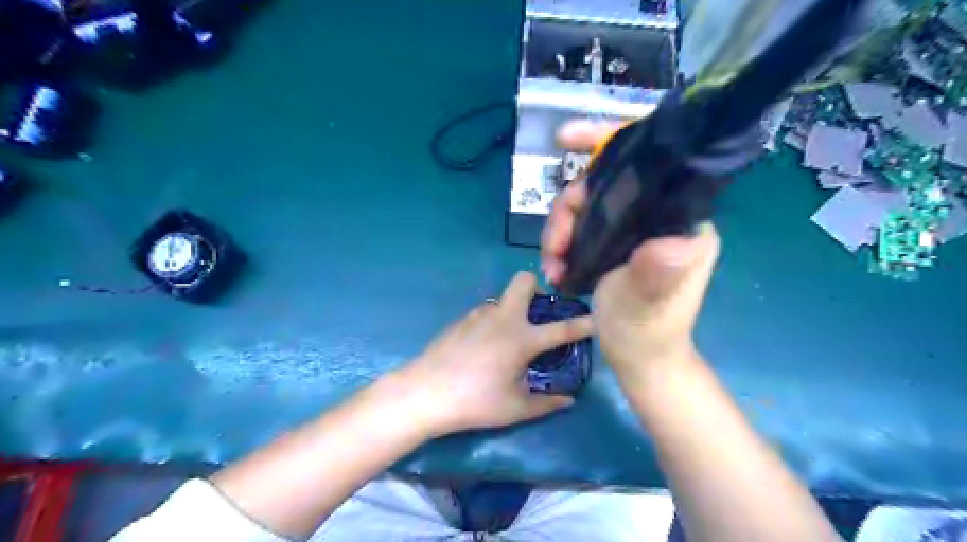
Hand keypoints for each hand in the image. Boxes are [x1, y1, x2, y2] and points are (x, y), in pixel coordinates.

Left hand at [395, 271, 593, 435]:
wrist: (426, 392)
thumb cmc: (475, 401)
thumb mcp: (515, 409)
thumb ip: (546, 403)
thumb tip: (567, 400)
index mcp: (521, 339)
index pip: (561, 329)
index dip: (583, 323)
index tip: (597, 317)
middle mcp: (503, 318)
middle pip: (523, 280)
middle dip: (537, 288)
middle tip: (537, 313)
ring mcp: (479, 315)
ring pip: (502, 299)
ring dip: (512, 310)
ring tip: (506, 340)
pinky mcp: (461, 320)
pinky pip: (484, 313)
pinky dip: (492, 323)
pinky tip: (481, 348)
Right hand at [542, 120, 717, 377]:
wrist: (640, 359)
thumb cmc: (647, 332)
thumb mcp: (648, 304)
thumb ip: (656, 274)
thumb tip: (673, 243)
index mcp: (679, 219)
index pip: (646, 163)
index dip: (606, 140)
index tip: (565, 139)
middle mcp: (659, 215)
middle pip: (604, 184)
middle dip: (569, 209)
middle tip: (555, 246)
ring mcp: (635, 229)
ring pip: (587, 206)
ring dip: (560, 231)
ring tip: (553, 265)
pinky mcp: (617, 243)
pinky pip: (582, 226)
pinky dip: (562, 243)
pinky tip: (556, 267)